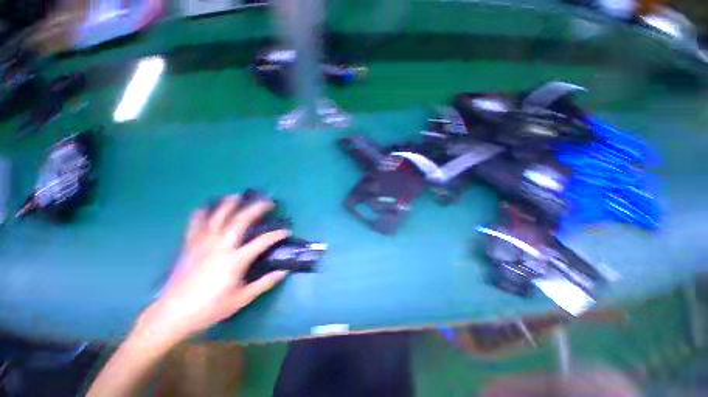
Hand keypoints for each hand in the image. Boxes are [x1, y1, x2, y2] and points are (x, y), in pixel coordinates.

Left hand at [135, 196, 289, 345]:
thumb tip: (285, 272)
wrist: (173, 315)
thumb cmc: (210, 308)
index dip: (276, 234)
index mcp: (235, 260)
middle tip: (267, 202)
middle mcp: (220, 247)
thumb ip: (265, 283)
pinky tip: (205, 208)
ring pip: (217, 217)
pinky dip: (201, 214)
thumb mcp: (242, 299)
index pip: (262, 241)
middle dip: (256, 209)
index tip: (286, 231)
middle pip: (240, 221)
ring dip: (229, 204)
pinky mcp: (189, 246)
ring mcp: (203, 244)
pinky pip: (195, 225)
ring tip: (238, 196)